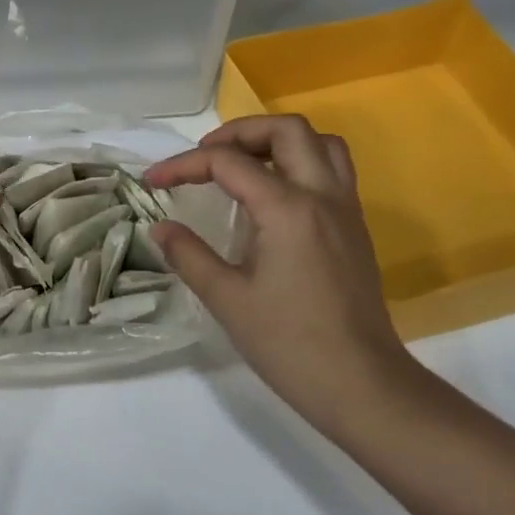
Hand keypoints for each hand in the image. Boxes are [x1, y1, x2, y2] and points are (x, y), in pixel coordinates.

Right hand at [144, 115, 420, 438]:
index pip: (228, 162)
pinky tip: (274, 195)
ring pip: (320, 143)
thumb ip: (189, 255)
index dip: (184, 165)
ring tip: (243, 164)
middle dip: (239, 132)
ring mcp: (346, 209)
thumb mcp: (227, 299)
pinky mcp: (355, 228)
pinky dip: (300, 162)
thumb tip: (159, 228)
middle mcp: (322, 195)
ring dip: (277, 141)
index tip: (152, 180)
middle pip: (286, 129)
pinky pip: (333, 169)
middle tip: (206, 157)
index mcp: (288, 209)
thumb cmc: (290, 344)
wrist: (362, 385)